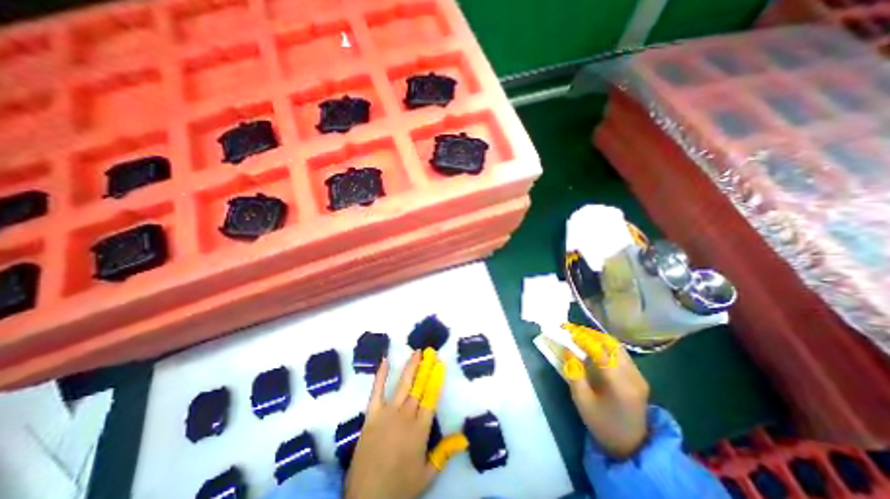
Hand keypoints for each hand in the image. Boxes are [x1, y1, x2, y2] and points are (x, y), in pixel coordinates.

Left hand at [345, 348, 462, 498]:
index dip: (436, 379)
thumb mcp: (427, 474)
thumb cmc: (400, 487)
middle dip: (426, 367)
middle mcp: (406, 416)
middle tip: (430, 351)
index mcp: (420, 429)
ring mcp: (387, 413)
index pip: (432, 397)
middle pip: (419, 387)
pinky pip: (376, 391)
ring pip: (402, 385)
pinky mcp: (371, 415)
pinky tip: (385, 361)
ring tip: (416, 352)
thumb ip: (444, 453)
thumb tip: (464, 438)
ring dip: (410, 367)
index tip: (440, 364)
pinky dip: (381, 375)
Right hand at [558, 323, 650, 459]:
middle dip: (590, 333)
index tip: (566, 330)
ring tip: (580, 335)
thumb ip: (574, 374)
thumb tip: (567, 350)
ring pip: (617, 347)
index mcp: (619, 384)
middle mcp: (633, 376)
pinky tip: (593, 347)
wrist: (631, 446)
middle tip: (571, 330)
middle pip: (611, 344)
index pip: (600, 351)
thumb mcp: (582, 401)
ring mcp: (639, 376)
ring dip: (597, 338)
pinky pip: (620, 354)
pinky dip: (605, 346)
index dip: (582, 338)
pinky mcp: (639, 377)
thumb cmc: (602, 424)